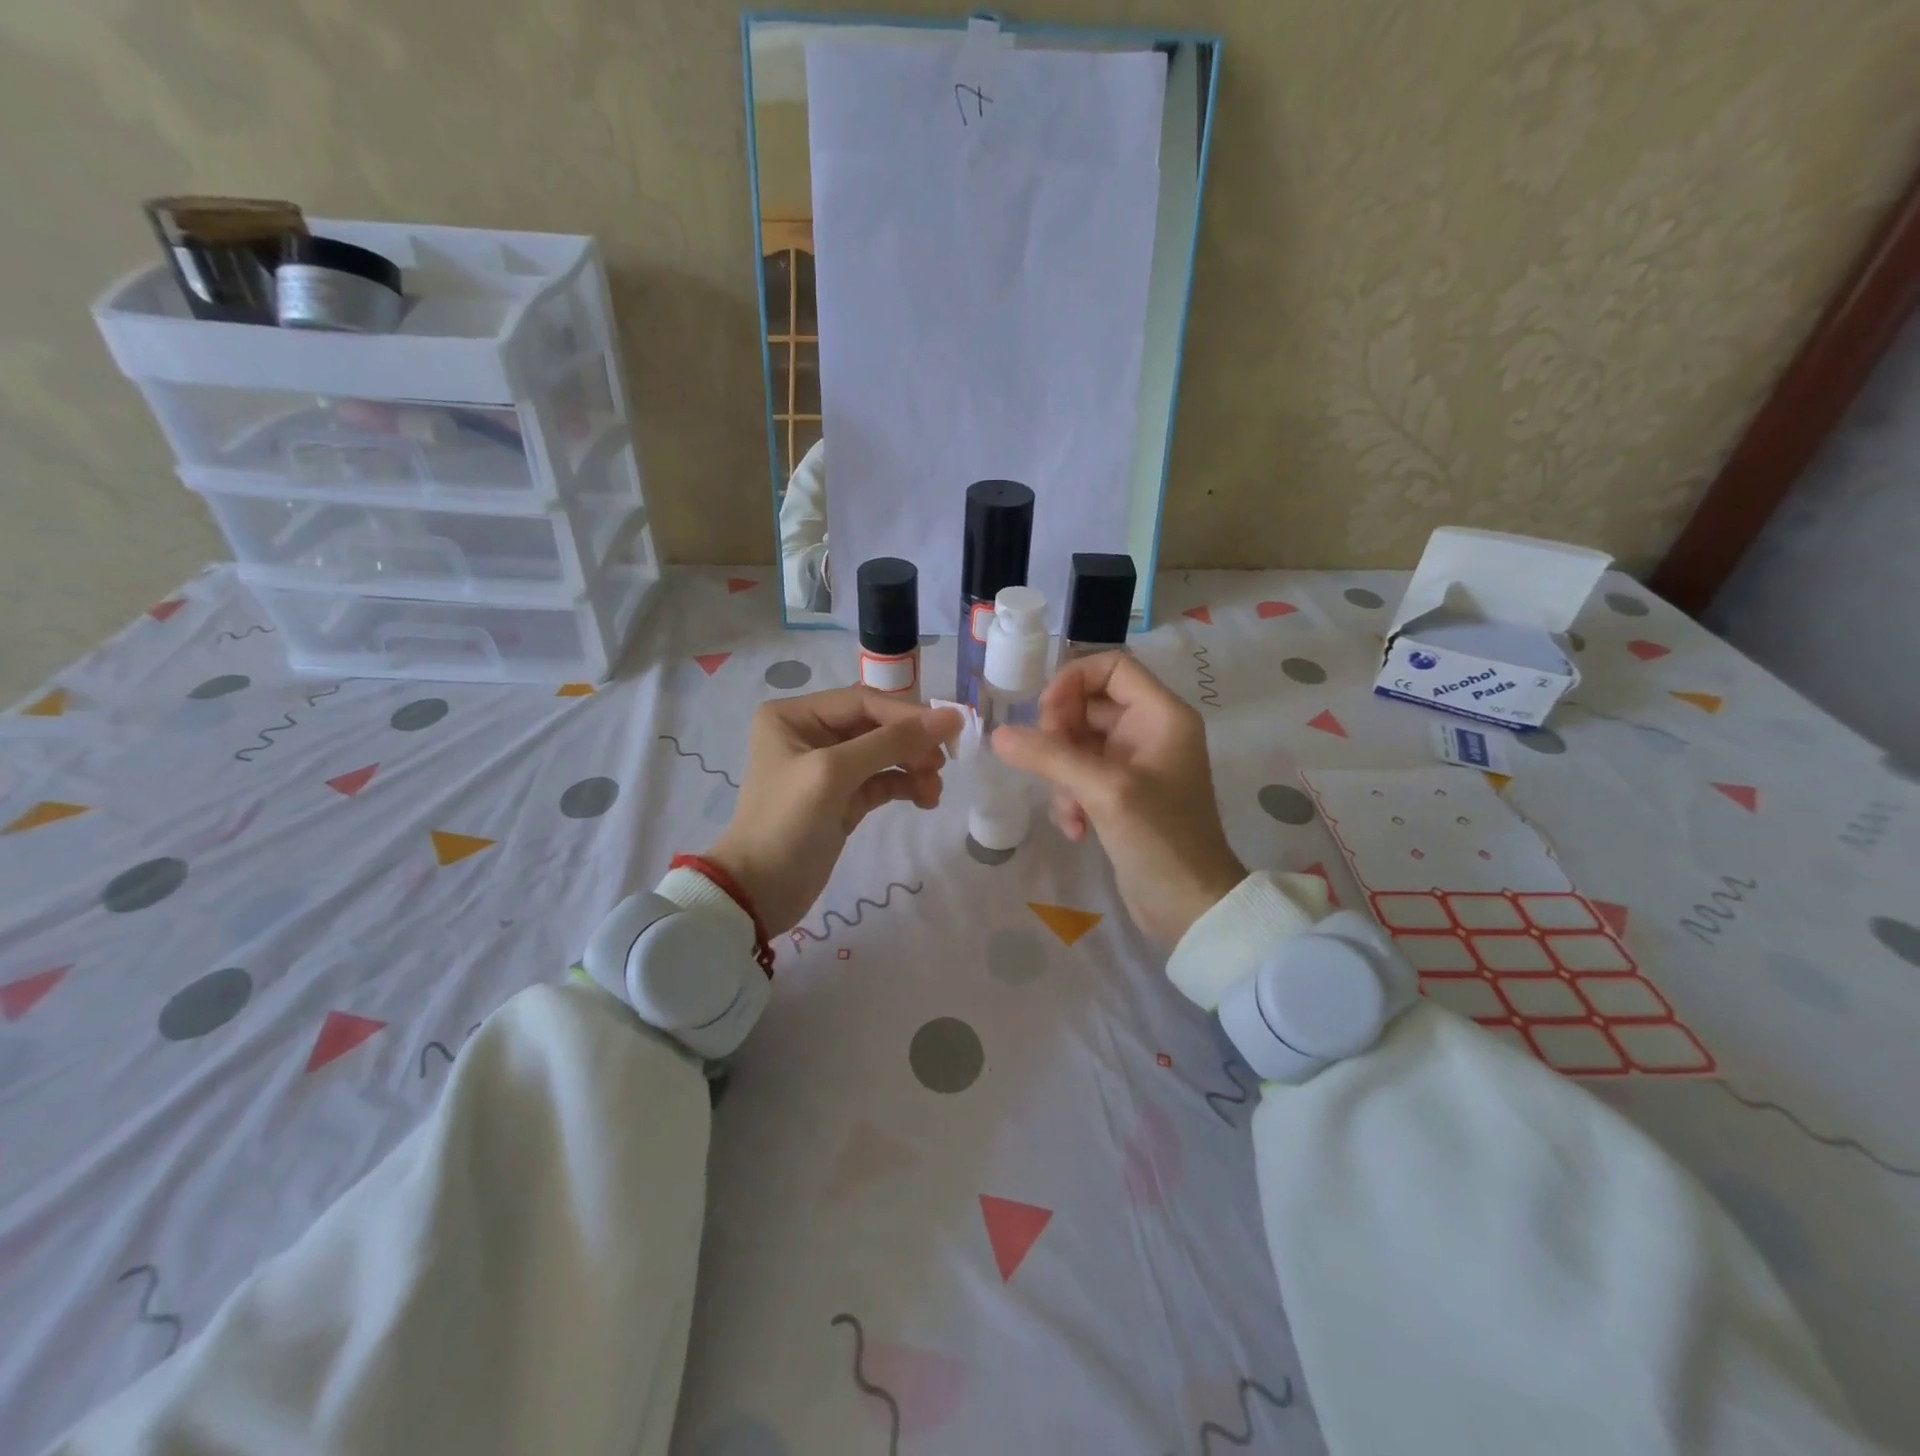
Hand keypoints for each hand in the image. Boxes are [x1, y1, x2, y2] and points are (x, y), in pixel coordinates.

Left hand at [706, 689, 960, 935]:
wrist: (758, 893)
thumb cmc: (786, 823)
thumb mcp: (834, 774)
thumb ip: (891, 743)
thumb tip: (951, 717)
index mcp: (795, 715)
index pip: (864, 702)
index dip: (908, 715)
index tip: (952, 730)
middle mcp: (811, 733)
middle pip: (878, 726)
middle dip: (912, 745)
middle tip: (941, 766)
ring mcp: (828, 767)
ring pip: (885, 754)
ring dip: (914, 767)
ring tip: (933, 791)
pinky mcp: (843, 798)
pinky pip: (883, 780)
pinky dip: (905, 786)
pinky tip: (924, 799)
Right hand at [993, 653, 1244, 945]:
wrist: (1191, 907)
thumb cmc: (1160, 839)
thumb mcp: (1105, 791)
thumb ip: (1050, 757)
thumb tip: (999, 735)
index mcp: (1161, 715)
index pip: (1111, 666)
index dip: (1073, 681)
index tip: (1045, 715)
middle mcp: (1149, 731)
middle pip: (1086, 705)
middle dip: (1059, 738)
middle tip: (1047, 767)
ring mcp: (1133, 764)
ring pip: (1077, 745)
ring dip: (1060, 776)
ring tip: (1069, 811)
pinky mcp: (1120, 795)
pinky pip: (1080, 777)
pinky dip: (1069, 798)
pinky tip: (1074, 829)